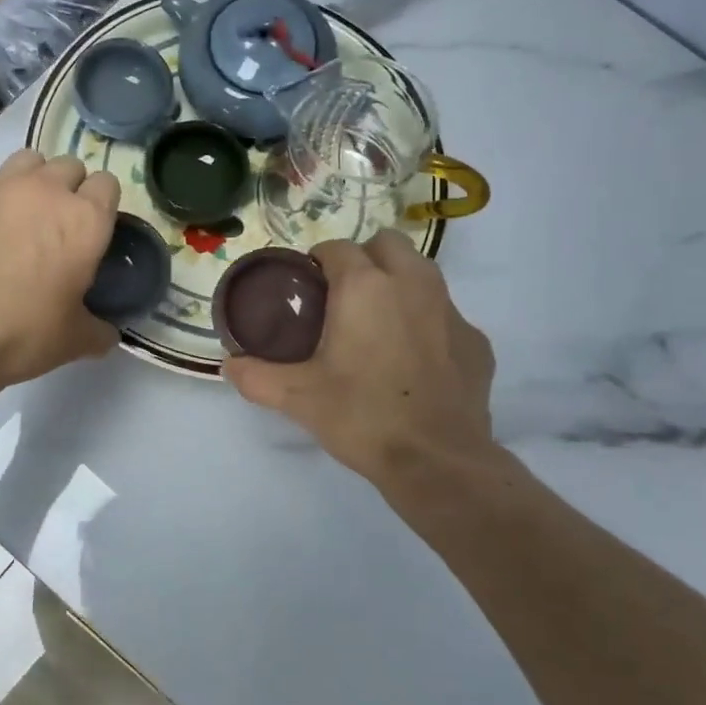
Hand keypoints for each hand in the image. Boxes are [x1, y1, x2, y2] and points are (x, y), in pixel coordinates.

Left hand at [0, 148, 120, 389]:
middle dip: (67, 187)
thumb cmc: (27, 332)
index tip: (92, 228)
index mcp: (86, 221)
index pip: (108, 184)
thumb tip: (106, 333)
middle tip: (55, 223)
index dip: (102, 204)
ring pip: (25, 159)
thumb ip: (98, 330)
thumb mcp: (76, 340)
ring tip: (16, 210)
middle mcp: (47, 190)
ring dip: (28, 179)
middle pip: (68, 165)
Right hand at [224, 231, 496, 484]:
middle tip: (343, 299)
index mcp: (365, 287)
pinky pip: (445, 315)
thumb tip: (229, 366)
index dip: (316, 262)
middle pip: (387, 244)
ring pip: (422, 273)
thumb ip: (256, 376)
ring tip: (378, 325)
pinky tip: (414, 362)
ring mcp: (451, 311)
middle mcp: (412, 284)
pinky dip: (427, 324)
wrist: (436, 460)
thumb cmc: (361, 417)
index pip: (336, 248)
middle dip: (364, 259)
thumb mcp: (297, 398)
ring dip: (398, 284)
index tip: (306, 288)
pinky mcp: (476, 340)